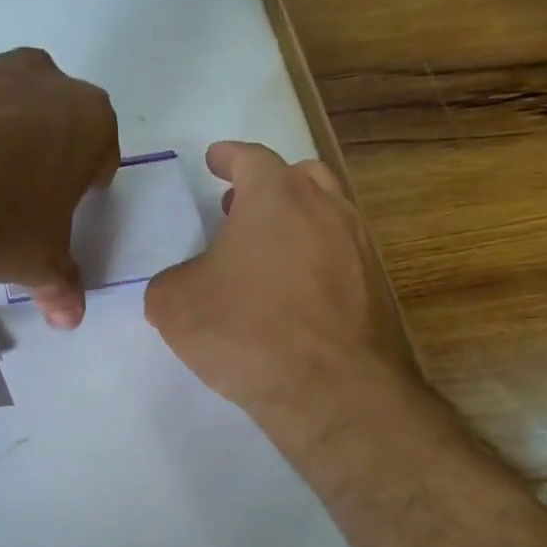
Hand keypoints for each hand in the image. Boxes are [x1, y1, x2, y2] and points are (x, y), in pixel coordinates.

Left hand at [0, 49, 119, 327]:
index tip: (63, 210)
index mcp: (86, 117)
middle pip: (51, 120)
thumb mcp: (36, 264)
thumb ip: (62, 286)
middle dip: (41, 155)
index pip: (99, 154)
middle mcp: (40, 78)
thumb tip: (70, 317)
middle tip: (16, 200)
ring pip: (0, 106)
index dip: (84, 186)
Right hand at [145, 141, 419, 433]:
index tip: (215, 159)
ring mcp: (358, 250)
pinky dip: (314, 263)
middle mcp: (326, 210)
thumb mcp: (174, 304)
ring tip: (264, 253)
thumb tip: (184, 284)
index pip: (251, 158)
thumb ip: (171, 282)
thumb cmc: (245, 330)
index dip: (229, 157)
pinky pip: (339, 260)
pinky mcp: (376, 291)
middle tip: (239, 204)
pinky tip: (291, 295)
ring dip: (295, 223)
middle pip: (301, 177)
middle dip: (269, 184)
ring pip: (326, 217)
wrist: (330, 390)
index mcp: (276, 198)